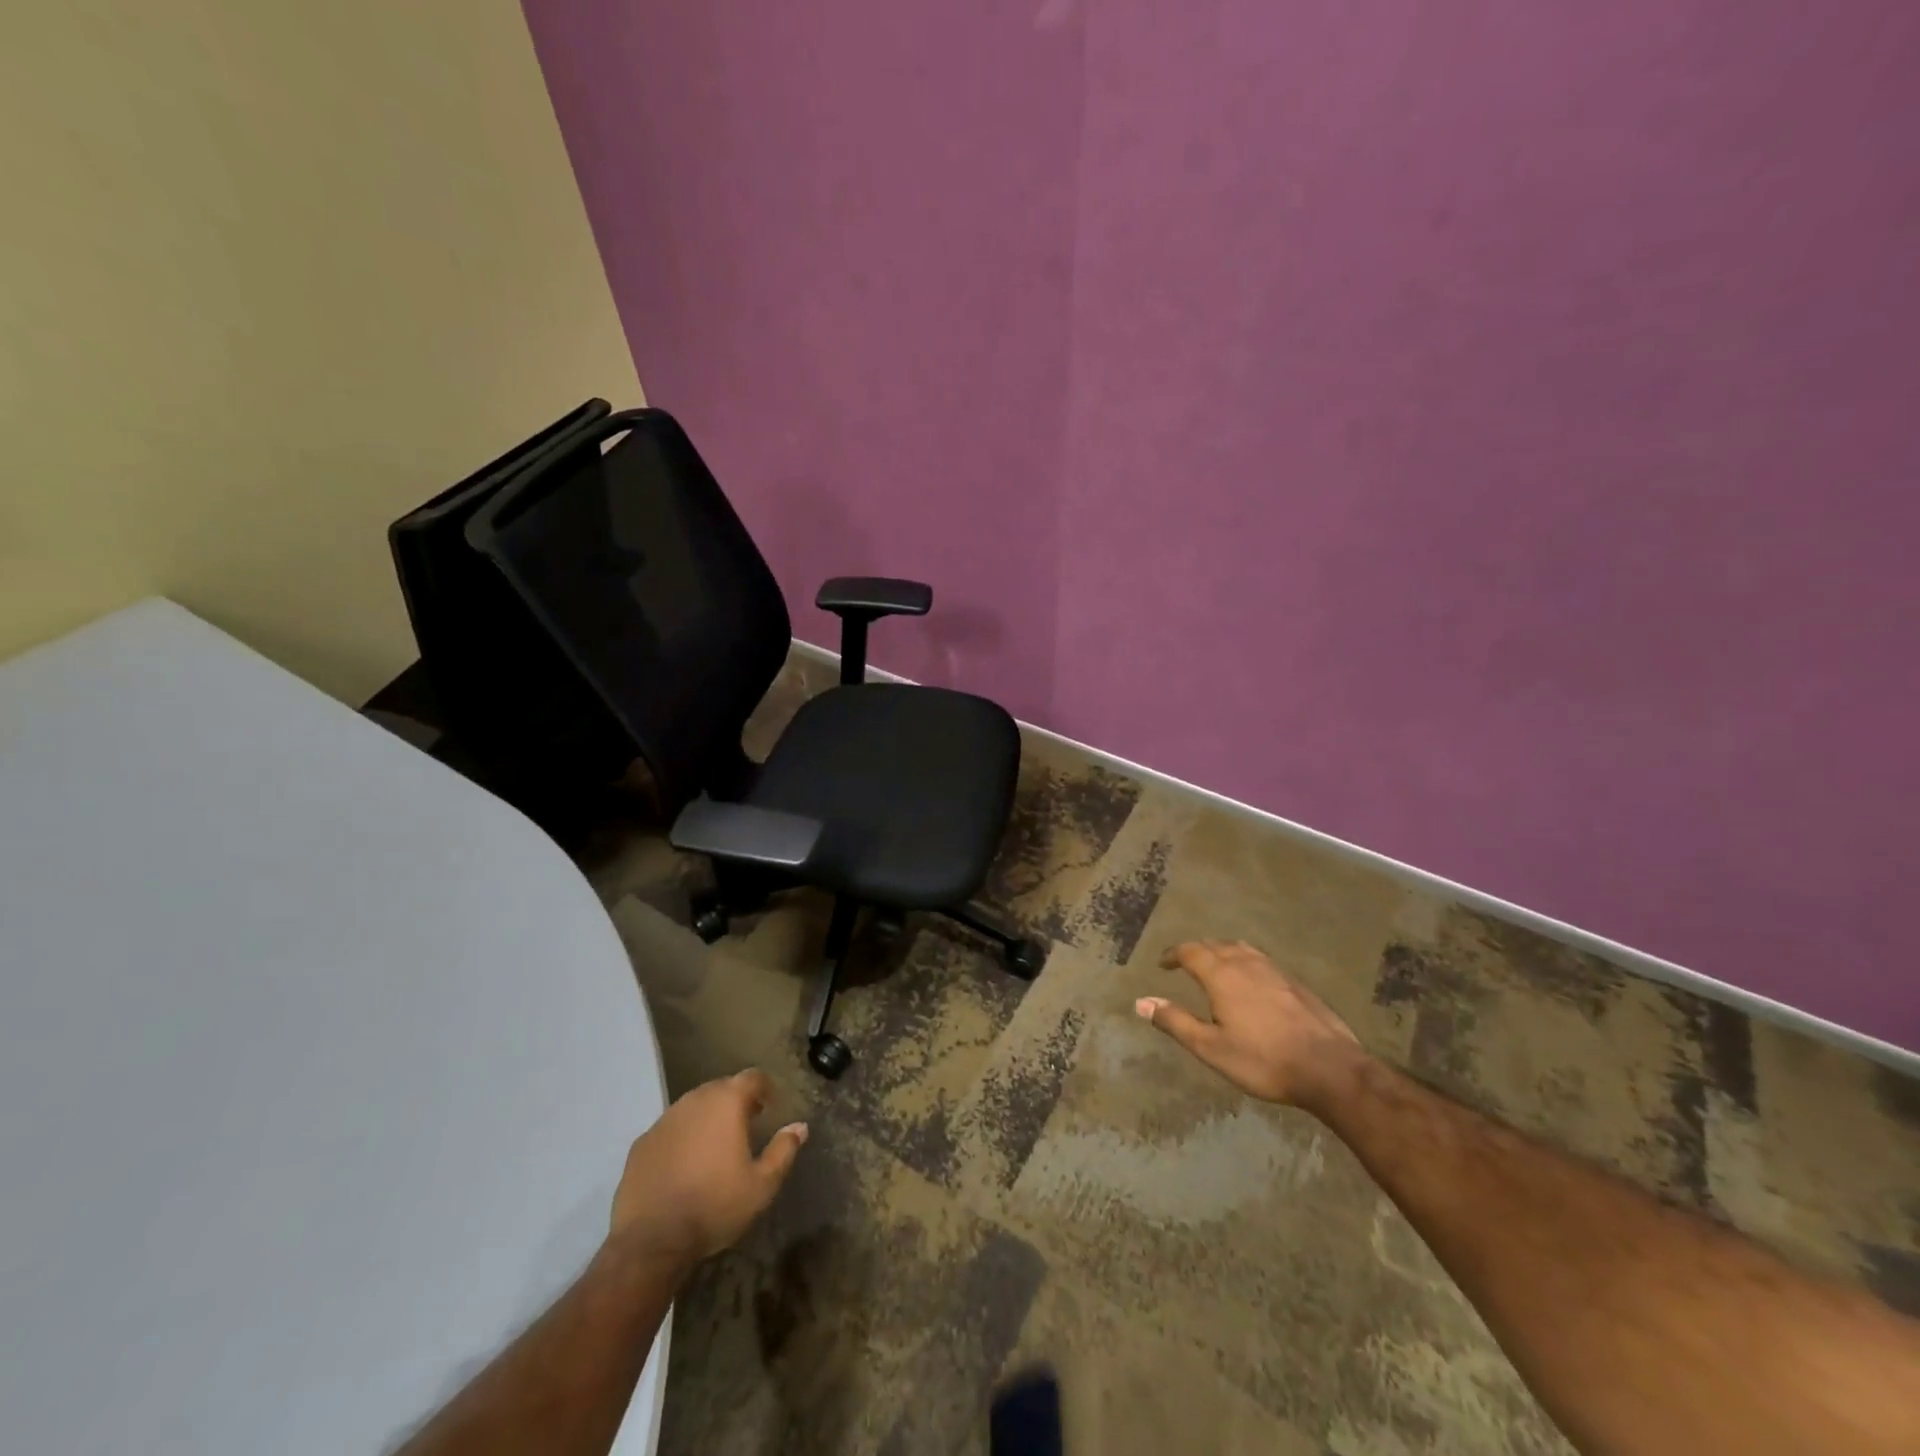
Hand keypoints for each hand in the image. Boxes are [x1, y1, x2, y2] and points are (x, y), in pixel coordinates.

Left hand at [609, 1069, 806, 1263]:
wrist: (651, 1241)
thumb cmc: (714, 1206)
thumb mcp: (762, 1185)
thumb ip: (783, 1150)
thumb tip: (800, 1127)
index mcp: (726, 1102)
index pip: (752, 1077)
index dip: (765, 1088)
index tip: (771, 1107)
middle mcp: (694, 1100)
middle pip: (721, 1088)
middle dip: (736, 1101)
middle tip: (746, 1125)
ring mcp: (664, 1120)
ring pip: (693, 1107)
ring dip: (707, 1117)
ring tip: (715, 1145)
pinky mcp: (641, 1143)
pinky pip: (669, 1129)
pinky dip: (682, 1137)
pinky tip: (684, 1164)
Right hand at [1137, 940, 1362, 1108]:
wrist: (1330, 1069)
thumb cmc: (1263, 1060)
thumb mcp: (1211, 1048)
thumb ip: (1175, 1021)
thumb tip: (1141, 1002)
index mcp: (1222, 975)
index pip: (1191, 951)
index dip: (1174, 955)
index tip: (1163, 964)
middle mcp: (1246, 964)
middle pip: (1216, 945)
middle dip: (1197, 951)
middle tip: (1186, 963)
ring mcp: (1275, 971)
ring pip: (1242, 949)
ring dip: (1223, 952)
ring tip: (1217, 966)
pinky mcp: (1296, 983)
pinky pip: (1262, 961)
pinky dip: (1246, 962)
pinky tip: (1252, 983)